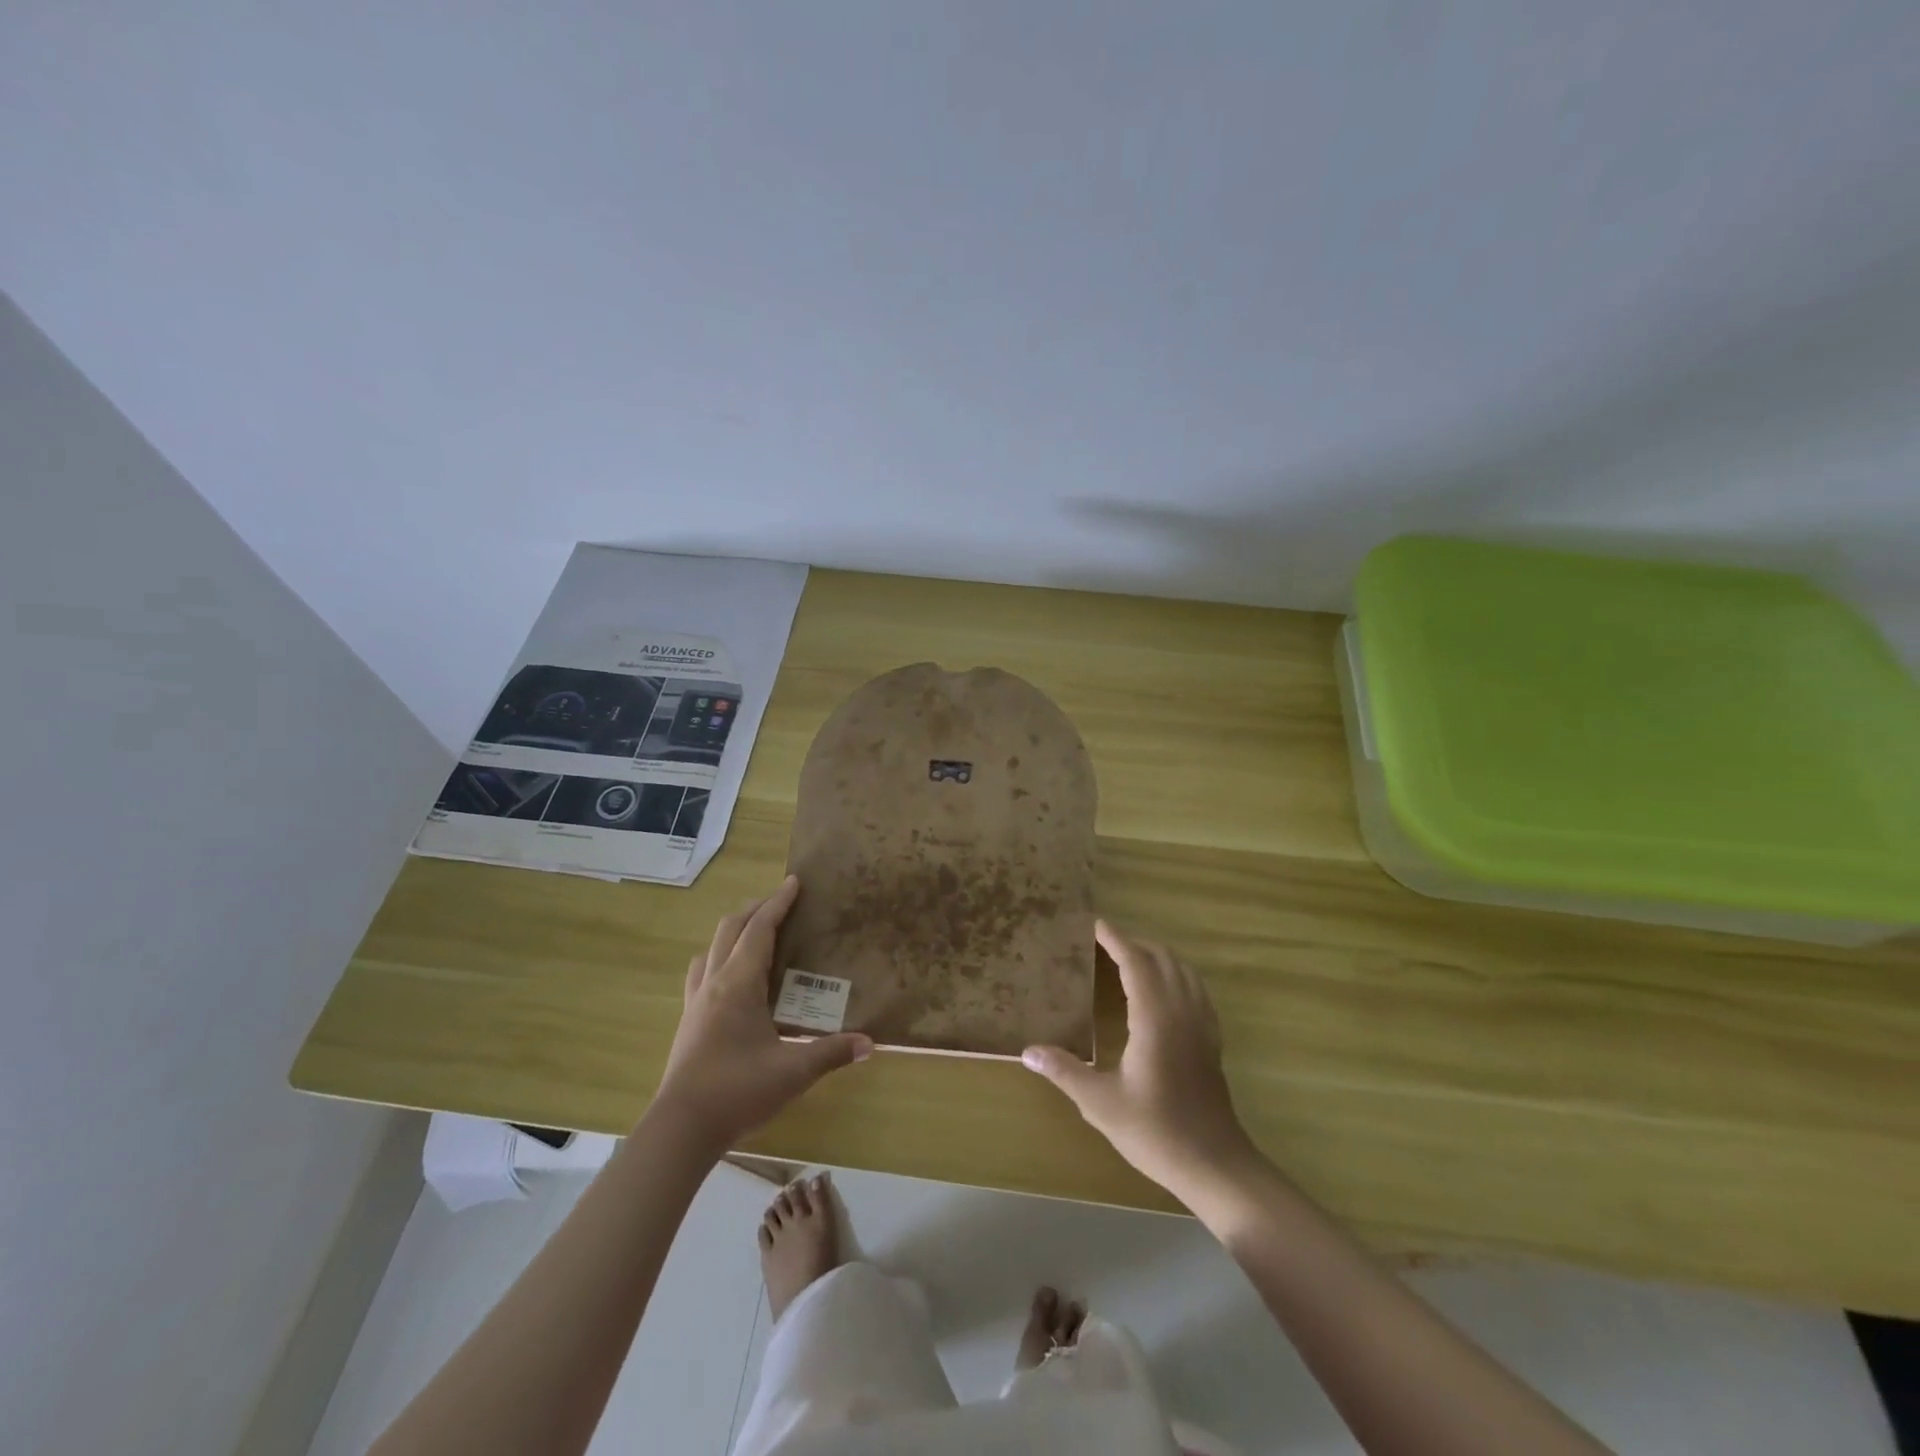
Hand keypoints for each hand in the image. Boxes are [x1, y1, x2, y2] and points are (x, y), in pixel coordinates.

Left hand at [652, 876, 871, 1150]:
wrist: (680, 1128)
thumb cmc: (738, 1091)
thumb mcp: (793, 1072)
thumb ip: (832, 1053)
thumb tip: (870, 1043)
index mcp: (739, 984)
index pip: (760, 929)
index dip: (778, 903)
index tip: (794, 882)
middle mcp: (714, 982)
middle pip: (730, 928)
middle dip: (756, 908)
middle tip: (781, 901)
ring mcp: (696, 1000)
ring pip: (711, 947)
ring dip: (734, 930)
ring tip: (756, 932)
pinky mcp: (688, 1020)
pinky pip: (701, 971)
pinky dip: (718, 956)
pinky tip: (729, 975)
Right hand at [1023, 921, 1259, 1199]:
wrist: (1215, 1165)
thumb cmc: (1156, 1131)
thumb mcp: (1101, 1104)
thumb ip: (1065, 1071)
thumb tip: (1027, 1051)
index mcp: (1155, 1019)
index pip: (1136, 962)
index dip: (1115, 939)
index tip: (1094, 923)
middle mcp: (1182, 1012)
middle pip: (1162, 958)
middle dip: (1134, 943)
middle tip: (1103, 943)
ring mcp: (1201, 1025)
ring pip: (1183, 971)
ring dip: (1157, 956)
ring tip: (1128, 958)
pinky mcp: (1211, 1041)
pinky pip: (1195, 990)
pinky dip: (1176, 975)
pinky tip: (1162, 991)